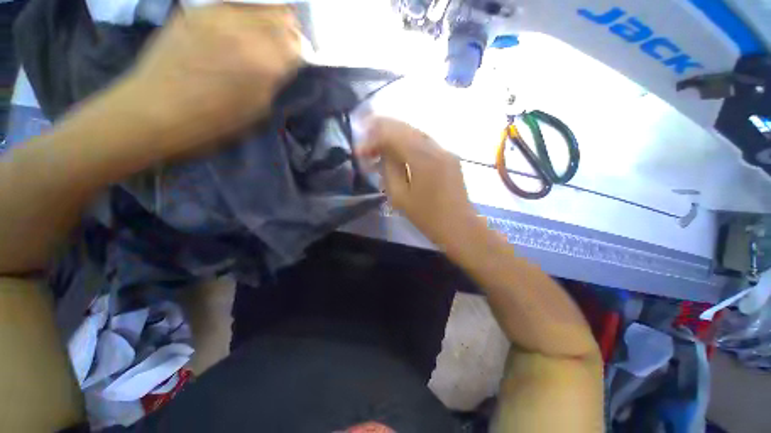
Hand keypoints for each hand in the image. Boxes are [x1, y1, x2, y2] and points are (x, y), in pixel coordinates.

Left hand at [119, 5, 301, 156]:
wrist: (158, 111)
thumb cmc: (216, 122)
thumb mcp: (260, 110)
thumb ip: (275, 81)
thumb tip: (283, 64)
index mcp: (268, 62)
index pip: (298, 43)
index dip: (298, 51)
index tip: (294, 60)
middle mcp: (248, 30)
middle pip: (283, 15)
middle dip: (287, 30)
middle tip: (281, 45)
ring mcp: (220, 14)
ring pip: (259, 5)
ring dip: (266, 18)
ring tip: (259, 36)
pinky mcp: (197, 10)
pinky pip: (232, 4)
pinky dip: (242, 14)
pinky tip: (235, 30)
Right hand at [357, 118, 478, 248]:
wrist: (459, 226)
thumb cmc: (427, 217)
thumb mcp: (399, 196)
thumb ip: (389, 169)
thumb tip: (382, 153)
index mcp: (423, 158)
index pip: (392, 134)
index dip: (372, 139)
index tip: (360, 151)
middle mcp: (436, 147)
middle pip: (404, 127)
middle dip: (381, 132)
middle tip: (366, 143)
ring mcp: (445, 150)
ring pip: (415, 133)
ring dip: (394, 136)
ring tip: (378, 146)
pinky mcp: (449, 157)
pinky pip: (424, 143)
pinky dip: (408, 144)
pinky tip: (398, 152)